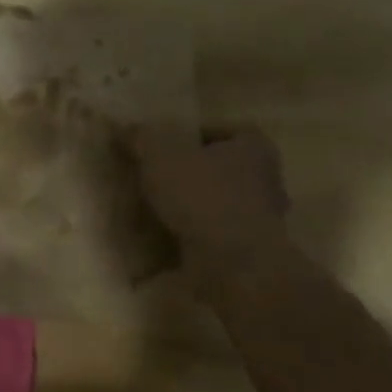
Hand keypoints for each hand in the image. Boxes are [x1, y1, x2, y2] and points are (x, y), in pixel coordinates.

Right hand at [130, 126, 290, 275]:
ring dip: (194, 206)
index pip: (226, 130)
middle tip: (158, 177)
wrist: (233, 263)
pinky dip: (197, 234)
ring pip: (221, 202)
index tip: (167, 146)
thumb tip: (124, 128)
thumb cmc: (202, 196)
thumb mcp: (160, 155)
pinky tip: (169, 238)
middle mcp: (267, 180)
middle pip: (223, 167)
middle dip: (194, 172)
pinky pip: (218, 233)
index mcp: (254, 148)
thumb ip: (142, 137)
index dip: (194, 135)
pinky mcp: (250, 251)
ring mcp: (262, 219)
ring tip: (158, 209)